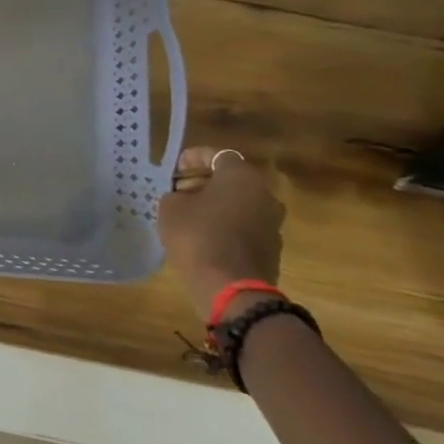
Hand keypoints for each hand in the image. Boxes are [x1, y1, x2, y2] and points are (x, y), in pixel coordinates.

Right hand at [157, 146, 285, 320]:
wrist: (230, 288)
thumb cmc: (197, 236)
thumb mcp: (171, 207)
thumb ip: (177, 194)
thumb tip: (185, 197)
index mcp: (242, 177)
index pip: (218, 155)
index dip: (193, 157)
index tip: (174, 167)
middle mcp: (264, 195)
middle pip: (231, 180)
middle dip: (204, 182)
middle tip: (179, 190)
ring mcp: (272, 224)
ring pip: (239, 204)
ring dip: (216, 205)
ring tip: (188, 214)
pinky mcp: (271, 249)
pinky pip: (244, 226)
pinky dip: (225, 225)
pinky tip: (203, 235)